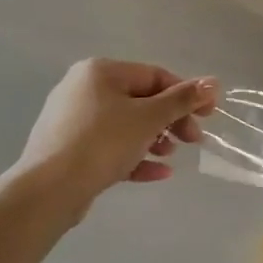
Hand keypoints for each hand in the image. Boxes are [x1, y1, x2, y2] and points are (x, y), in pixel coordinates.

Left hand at [12, 59, 217, 214]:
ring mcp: (72, 120)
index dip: (185, 94)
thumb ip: (182, 99)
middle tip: (193, 139)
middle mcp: (82, 88)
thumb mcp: (149, 118)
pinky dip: (134, 156)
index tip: (208, 115)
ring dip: (154, 139)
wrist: (48, 191)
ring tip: (171, 156)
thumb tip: (213, 82)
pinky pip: (109, 146)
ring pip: (125, 125)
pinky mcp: (68, 149)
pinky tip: (158, 173)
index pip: (154, 76)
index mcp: (100, 71)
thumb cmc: (102, 142)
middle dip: (170, 120)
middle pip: (140, 100)